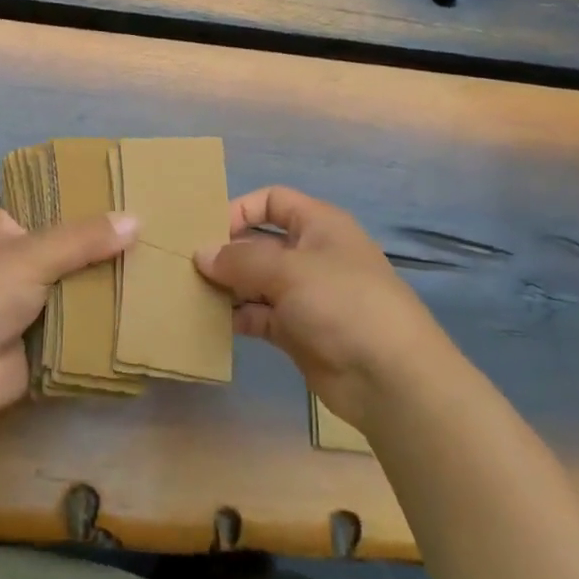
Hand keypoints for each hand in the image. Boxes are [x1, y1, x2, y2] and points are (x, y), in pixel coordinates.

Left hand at [0, 208, 137, 426]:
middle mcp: (21, 264)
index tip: (132, 198)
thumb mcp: (32, 254)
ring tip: (162, 272)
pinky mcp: (46, 342)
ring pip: (82, 289)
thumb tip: (136, 220)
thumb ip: (84, 239)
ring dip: (111, 288)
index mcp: (9, 231)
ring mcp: (34, 305)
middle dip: (107, 250)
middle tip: (158, 238)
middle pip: (73, 251)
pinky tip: (146, 313)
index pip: (54, 208)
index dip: (88, 204)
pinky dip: (107, 324)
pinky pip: (84, 327)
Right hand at [195, 186, 447, 428]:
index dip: (240, 209)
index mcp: (319, 225)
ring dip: (228, 286)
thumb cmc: (343, 303)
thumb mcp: (289, 270)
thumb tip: (201, 254)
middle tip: (187, 265)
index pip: (273, 201)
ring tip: (192, 293)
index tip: (206, 231)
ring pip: (257, 281)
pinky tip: (211, 322)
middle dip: (227, 251)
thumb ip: (240, 260)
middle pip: (260, 242)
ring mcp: (306, 295)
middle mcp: (311, 255)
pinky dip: (238, 317)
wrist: (391, 378)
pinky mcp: (299, 332)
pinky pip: (260, 316)